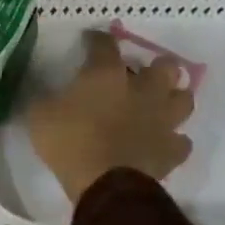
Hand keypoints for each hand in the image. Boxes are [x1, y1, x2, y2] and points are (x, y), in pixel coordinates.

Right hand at [24, 30, 194, 201]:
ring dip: (173, 98)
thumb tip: (47, 92)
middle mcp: (142, 90)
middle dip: (156, 67)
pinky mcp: (172, 150)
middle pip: (165, 67)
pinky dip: (173, 139)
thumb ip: (47, 98)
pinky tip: (161, 141)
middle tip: (140, 75)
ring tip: (158, 103)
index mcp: (106, 75)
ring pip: (184, 99)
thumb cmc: (69, 142)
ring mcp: (162, 120)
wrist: (104, 184)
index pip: (105, 44)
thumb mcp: (40, 114)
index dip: (97, 40)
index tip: (91, 40)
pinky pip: (181, 141)